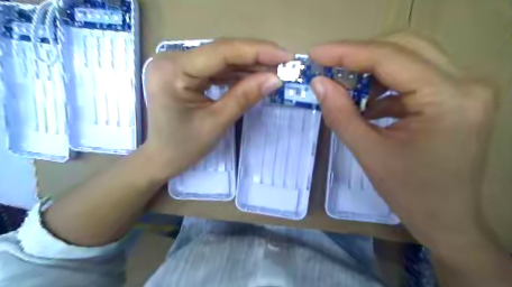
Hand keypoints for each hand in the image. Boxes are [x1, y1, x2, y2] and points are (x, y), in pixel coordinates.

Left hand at [141, 39, 289, 178]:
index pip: (221, 53)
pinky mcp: (185, 72)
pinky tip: (256, 76)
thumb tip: (275, 79)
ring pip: (222, 59)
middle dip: (256, 57)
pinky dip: (238, 73)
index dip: (257, 51)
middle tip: (285, 63)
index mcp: (173, 71)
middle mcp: (172, 60)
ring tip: (276, 70)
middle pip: (222, 52)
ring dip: (250, 65)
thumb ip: (245, 97)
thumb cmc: (183, 147)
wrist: (162, 157)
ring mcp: (178, 65)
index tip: (286, 56)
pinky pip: (216, 69)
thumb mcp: (217, 122)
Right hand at [310, 33, 497, 251]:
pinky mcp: (455, 97)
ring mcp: (464, 88)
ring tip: (346, 90)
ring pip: (409, 57)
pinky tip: (368, 105)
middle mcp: (465, 83)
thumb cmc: (410, 193)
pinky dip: (384, 85)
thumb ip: (340, 114)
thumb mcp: (368, 153)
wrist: (447, 219)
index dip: (346, 52)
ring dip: (371, 70)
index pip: (390, 58)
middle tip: (327, 68)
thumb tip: (318, 83)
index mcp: (448, 99)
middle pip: (403, 47)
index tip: (315, 54)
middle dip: (359, 56)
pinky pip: (413, 76)